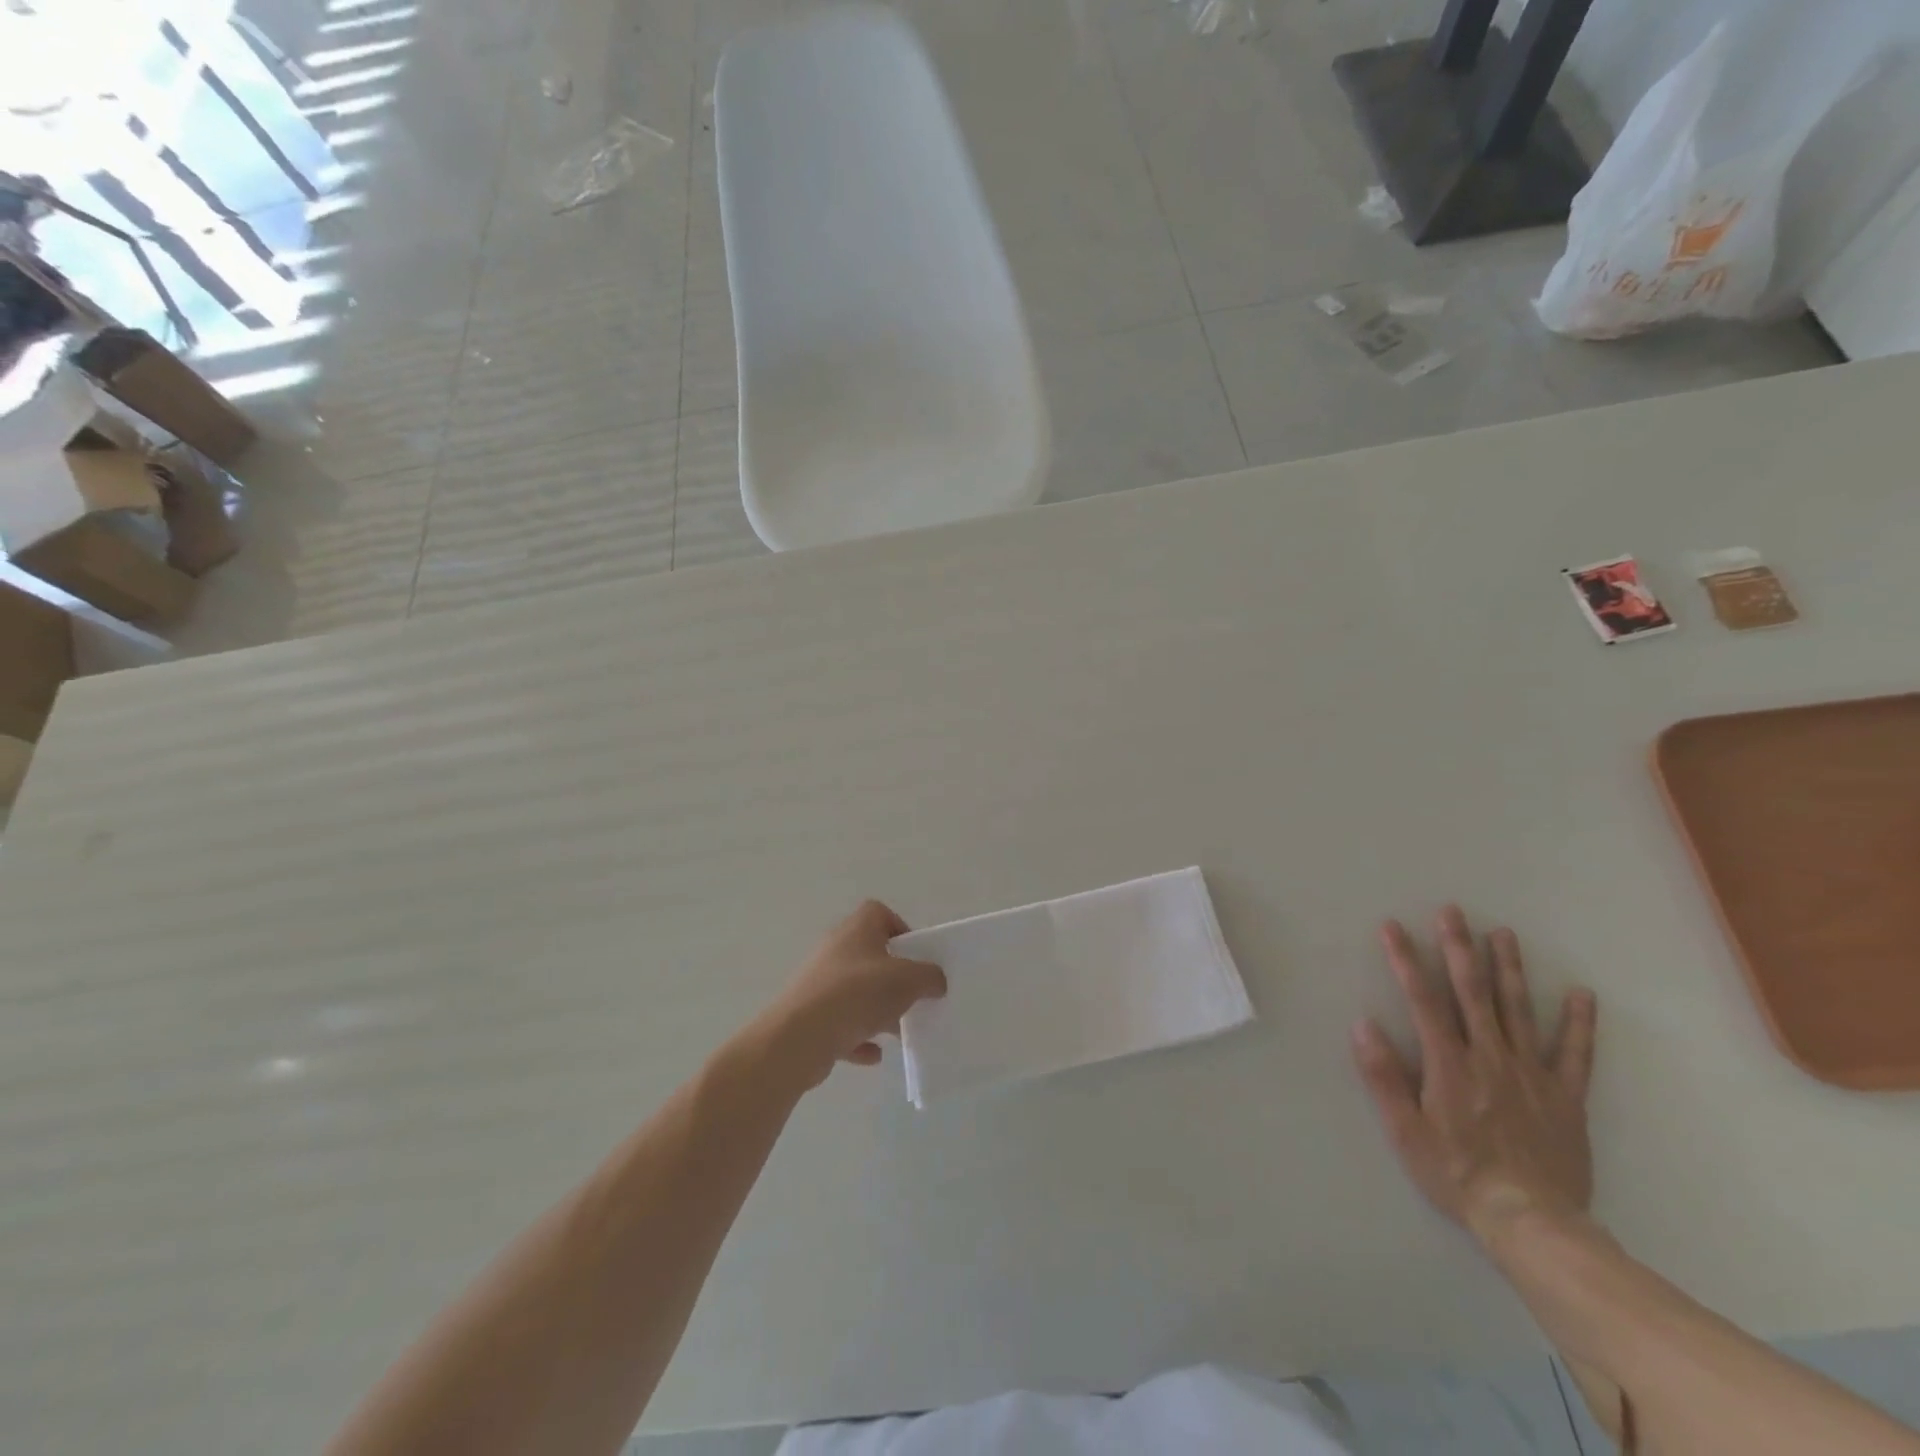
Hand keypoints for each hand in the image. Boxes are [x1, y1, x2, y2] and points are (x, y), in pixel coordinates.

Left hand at [762, 901, 946, 1087]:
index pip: (879, 913)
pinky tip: (874, 1055)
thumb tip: (936, 980)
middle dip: (894, 977)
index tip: (916, 956)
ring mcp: (819, 983)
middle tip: (913, 996)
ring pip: (856, 992)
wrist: (798, 1038)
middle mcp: (835, 950)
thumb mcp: (907, 980)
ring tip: (898, 1031)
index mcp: (856, 930)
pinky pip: (841, 1024)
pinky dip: (858, 1037)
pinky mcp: (809, 1016)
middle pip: (870, 955)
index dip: (900, 929)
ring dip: (878, 1010)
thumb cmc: (857, 994)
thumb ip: (928, 977)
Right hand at [1352, 906, 1597, 1243]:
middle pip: (1473, 993)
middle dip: (1459, 948)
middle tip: (1453, 912)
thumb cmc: (1456, 1173)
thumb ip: (1384, 1077)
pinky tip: (1581, 994)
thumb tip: (1364, 1025)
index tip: (1393, 927)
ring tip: (1503, 933)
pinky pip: (1575, 1055)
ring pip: (1519, 1011)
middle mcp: (1490, 1057)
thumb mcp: (1406, 1131)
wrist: (1532, 1222)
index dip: (1406, 959)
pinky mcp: (1565, 1097)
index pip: (1423, 999)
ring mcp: (1532, 1074)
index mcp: (1449, 1064)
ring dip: (1509, 969)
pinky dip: (1579, 1023)